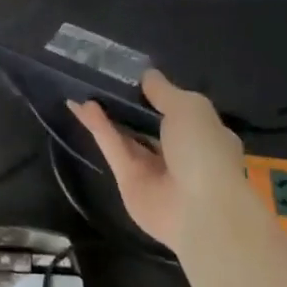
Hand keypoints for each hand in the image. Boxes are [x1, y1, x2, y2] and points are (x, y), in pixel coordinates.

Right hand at [67, 70, 244, 254]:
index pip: (178, 110)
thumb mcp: (189, 107)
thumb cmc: (204, 151)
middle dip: (127, 103)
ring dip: (107, 113)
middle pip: (148, 123)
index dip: (156, 93)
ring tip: (84, 87)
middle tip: (101, 79)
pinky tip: (82, 106)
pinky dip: (99, 128)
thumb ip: (163, 90)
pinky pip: (113, 148)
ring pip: (126, 135)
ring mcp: (153, 169)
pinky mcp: (128, 181)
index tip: (132, 75)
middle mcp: (179, 152)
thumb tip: (146, 76)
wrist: (200, 211)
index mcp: (204, 134)